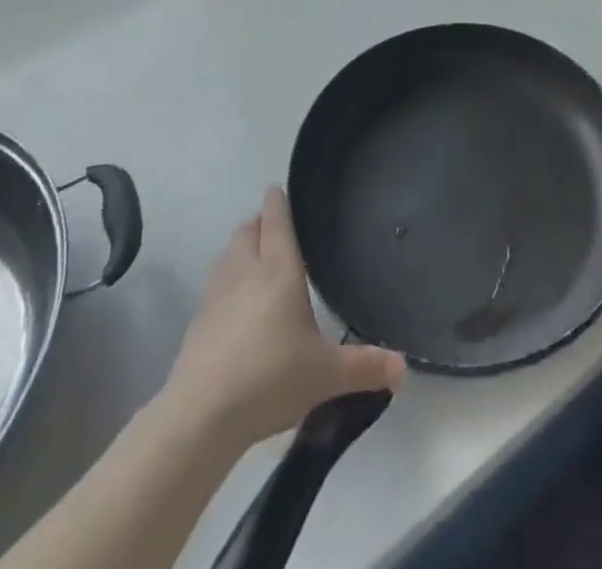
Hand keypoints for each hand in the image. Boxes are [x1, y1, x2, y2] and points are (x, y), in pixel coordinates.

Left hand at [161, 186, 404, 447]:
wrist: (203, 414)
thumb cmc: (272, 378)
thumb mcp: (326, 374)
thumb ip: (365, 367)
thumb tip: (404, 369)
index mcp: (279, 270)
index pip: (276, 221)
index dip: (277, 202)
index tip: (277, 187)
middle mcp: (246, 272)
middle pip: (247, 232)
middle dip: (258, 223)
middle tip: (272, 225)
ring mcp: (216, 296)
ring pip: (227, 255)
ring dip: (239, 249)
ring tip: (252, 256)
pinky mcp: (197, 323)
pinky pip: (213, 287)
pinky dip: (224, 283)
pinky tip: (232, 304)